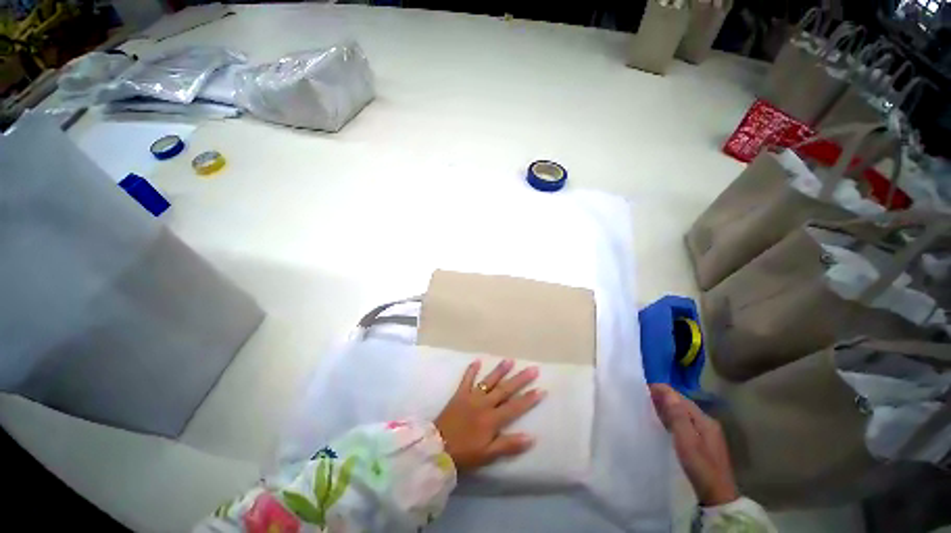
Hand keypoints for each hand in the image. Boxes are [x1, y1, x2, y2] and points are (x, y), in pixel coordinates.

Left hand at [434, 359, 545, 472]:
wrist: (437, 447)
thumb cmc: (465, 453)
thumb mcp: (488, 454)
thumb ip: (509, 445)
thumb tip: (531, 437)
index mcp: (492, 419)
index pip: (515, 407)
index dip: (529, 399)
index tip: (541, 389)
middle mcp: (484, 403)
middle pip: (505, 389)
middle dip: (520, 379)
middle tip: (533, 369)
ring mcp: (471, 396)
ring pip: (489, 381)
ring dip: (500, 370)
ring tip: (510, 360)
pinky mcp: (460, 394)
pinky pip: (466, 379)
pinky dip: (471, 370)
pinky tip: (477, 360)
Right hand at [649, 384, 738, 506]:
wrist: (716, 496)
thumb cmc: (700, 465)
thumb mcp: (687, 440)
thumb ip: (678, 416)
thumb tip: (667, 392)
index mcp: (704, 420)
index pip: (681, 398)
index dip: (664, 390)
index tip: (644, 386)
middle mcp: (707, 423)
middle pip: (683, 404)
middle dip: (665, 397)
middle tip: (644, 394)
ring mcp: (706, 434)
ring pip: (683, 414)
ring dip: (668, 407)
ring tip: (649, 404)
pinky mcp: (703, 443)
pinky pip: (684, 423)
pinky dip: (672, 418)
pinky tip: (664, 422)